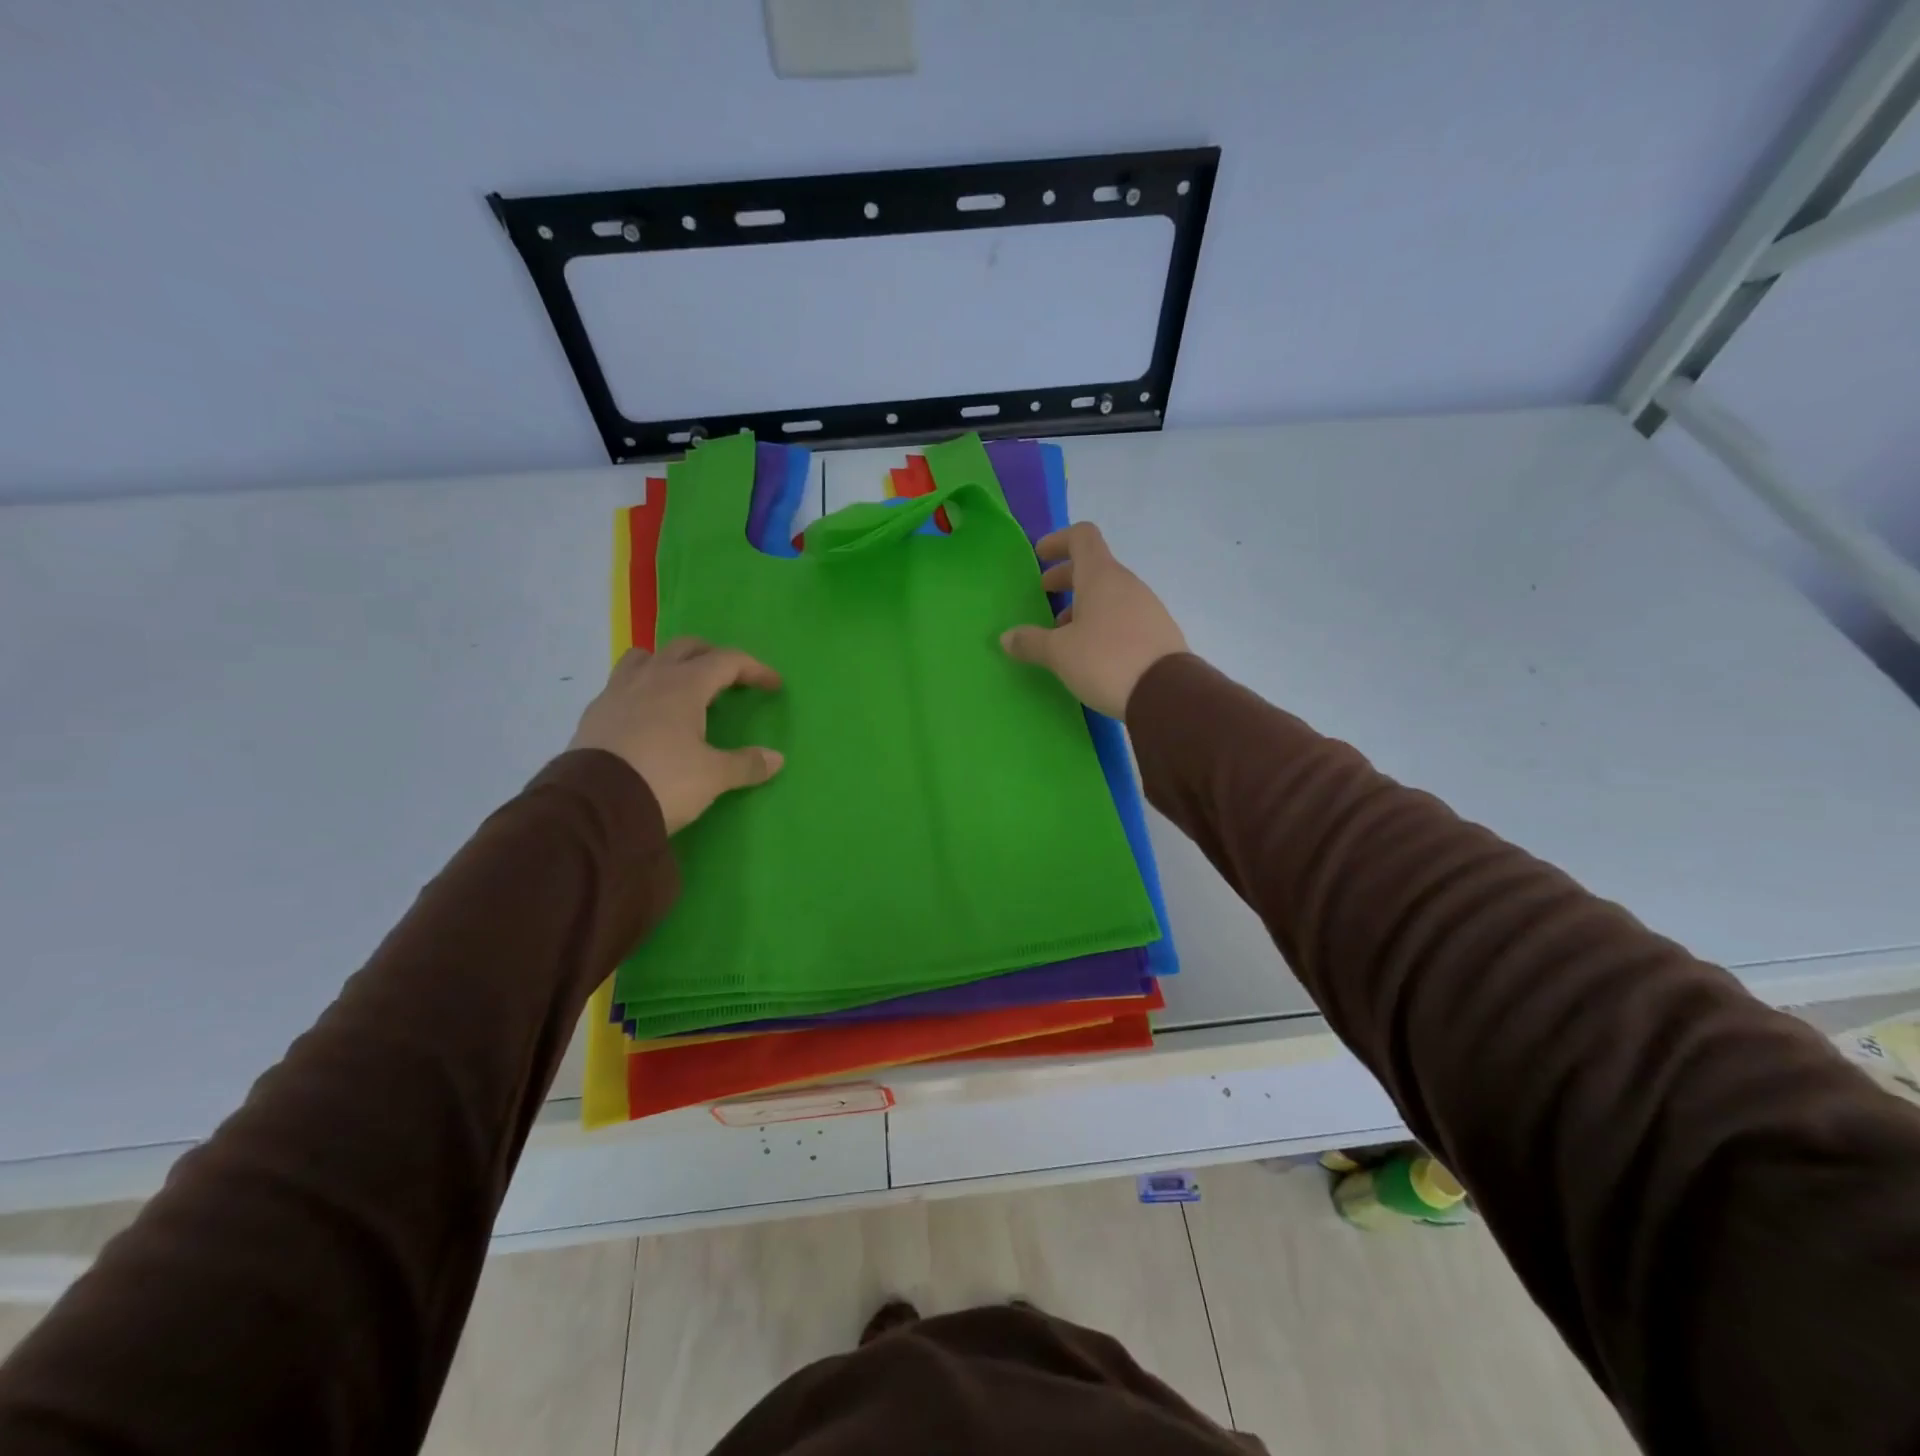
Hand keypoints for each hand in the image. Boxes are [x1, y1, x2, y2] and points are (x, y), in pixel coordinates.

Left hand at [568, 639, 784, 832]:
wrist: (594, 805)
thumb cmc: (664, 781)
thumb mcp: (713, 776)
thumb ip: (746, 764)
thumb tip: (777, 758)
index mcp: (685, 685)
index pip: (727, 661)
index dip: (754, 669)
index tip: (773, 685)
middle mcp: (651, 678)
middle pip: (686, 648)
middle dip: (712, 656)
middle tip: (729, 678)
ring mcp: (617, 692)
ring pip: (645, 657)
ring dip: (669, 662)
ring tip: (681, 684)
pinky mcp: (594, 713)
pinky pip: (621, 684)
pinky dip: (641, 687)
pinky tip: (646, 713)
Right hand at [999, 522, 1187, 717]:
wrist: (1166, 693)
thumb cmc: (1106, 660)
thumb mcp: (1060, 653)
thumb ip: (1031, 641)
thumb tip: (1006, 637)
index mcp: (1101, 576)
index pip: (1082, 537)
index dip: (1058, 541)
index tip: (1040, 556)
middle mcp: (1127, 584)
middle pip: (1094, 567)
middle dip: (1066, 578)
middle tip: (1045, 595)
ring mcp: (1147, 606)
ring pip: (1109, 594)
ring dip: (1084, 604)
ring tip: (1065, 633)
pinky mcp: (1158, 631)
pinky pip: (1124, 615)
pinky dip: (1103, 622)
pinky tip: (1092, 652)